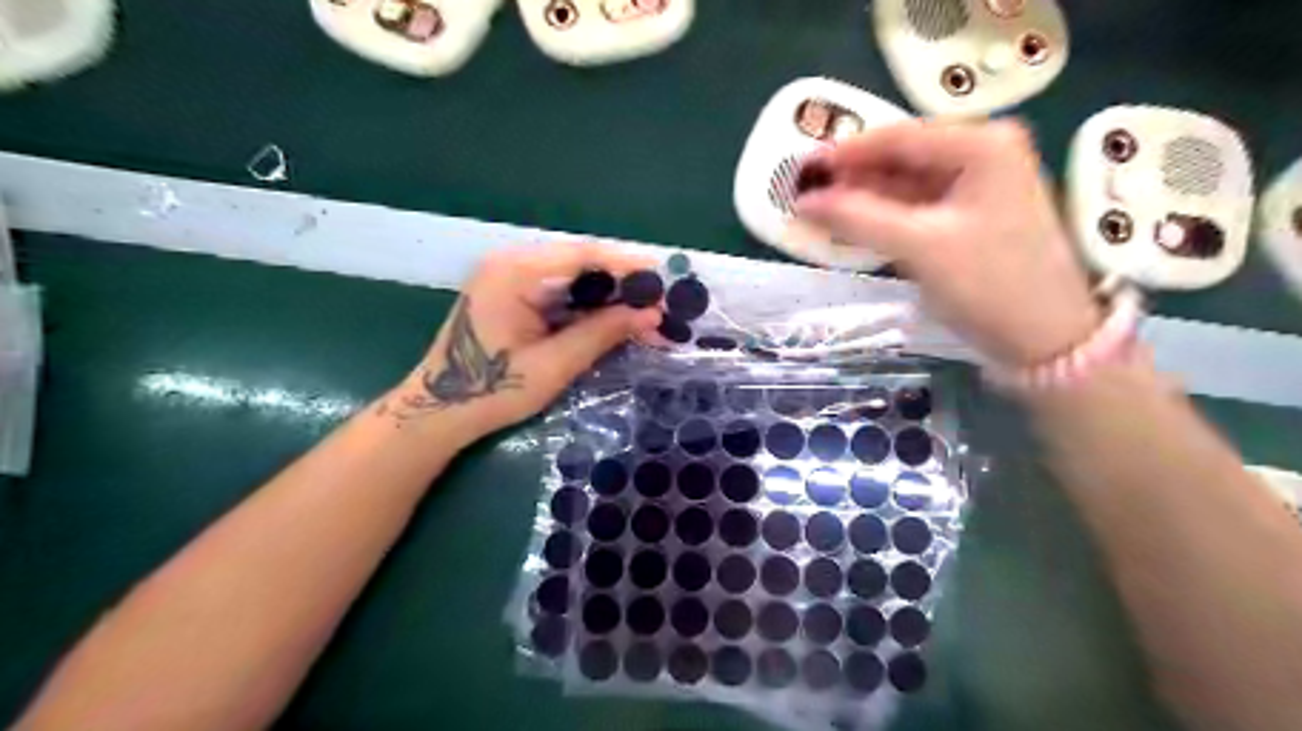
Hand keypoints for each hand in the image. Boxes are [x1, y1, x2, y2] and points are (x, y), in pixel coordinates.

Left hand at [378, 241, 662, 442]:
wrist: (440, 411)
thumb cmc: (492, 391)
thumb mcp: (554, 365)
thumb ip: (603, 333)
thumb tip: (652, 314)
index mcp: (515, 272)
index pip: (583, 254)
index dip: (628, 265)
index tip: (665, 279)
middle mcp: (512, 263)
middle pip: (581, 262)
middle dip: (623, 284)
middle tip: (661, 304)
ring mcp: (511, 277)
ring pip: (574, 277)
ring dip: (609, 296)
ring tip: (646, 315)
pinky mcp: (513, 294)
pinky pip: (561, 291)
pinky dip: (589, 306)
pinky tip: (614, 320)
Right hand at [798, 121, 1101, 368]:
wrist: (1045, 341)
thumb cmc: (989, 283)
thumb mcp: (920, 246)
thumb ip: (858, 218)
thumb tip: (803, 201)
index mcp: (982, 145)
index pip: (900, 138)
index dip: (846, 153)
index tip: (801, 168)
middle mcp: (982, 155)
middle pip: (901, 159)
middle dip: (852, 177)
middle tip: (804, 191)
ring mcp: (977, 189)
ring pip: (905, 185)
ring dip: (862, 199)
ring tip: (818, 210)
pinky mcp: (968, 220)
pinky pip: (914, 209)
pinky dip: (881, 218)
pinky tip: (851, 226)